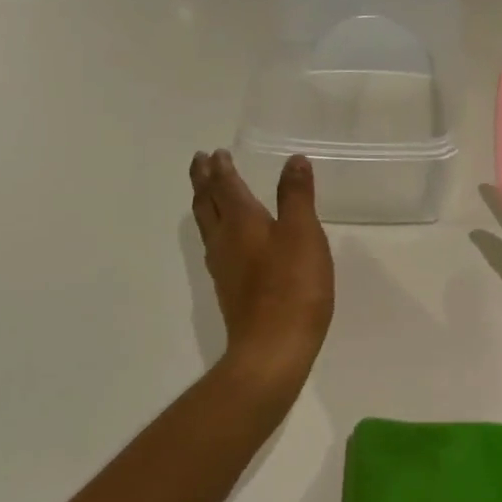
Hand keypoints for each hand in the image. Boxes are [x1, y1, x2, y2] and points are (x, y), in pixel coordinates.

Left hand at [189, 149, 334, 387]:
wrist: (273, 349)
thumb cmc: (292, 286)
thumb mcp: (303, 234)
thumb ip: (297, 196)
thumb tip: (293, 160)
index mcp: (242, 221)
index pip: (226, 186)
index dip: (221, 168)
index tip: (213, 152)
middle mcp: (225, 240)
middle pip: (207, 204)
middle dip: (203, 181)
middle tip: (199, 162)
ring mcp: (223, 268)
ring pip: (207, 226)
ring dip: (205, 204)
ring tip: (206, 193)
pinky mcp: (230, 291)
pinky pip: (215, 248)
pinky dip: (215, 230)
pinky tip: (224, 241)